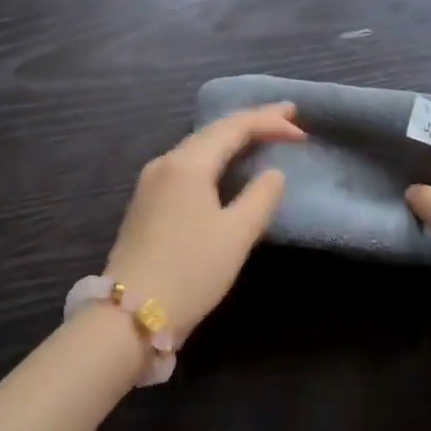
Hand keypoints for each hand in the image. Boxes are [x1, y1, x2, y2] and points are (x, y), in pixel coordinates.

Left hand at [102, 104, 305, 334]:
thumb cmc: (190, 271)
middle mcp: (166, 161)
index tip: (302, 129)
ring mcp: (152, 181)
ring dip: (232, 137)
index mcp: (188, 163)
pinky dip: (215, 155)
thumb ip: (261, 197)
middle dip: (252, 121)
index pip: (235, 127)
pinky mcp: (147, 201)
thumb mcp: (236, 235)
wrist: (129, 315)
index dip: (270, 122)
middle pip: (215, 130)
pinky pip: (188, 163)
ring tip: (263, 133)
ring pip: (199, 146)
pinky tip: (226, 163)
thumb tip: (273, 173)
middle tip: (288, 115)